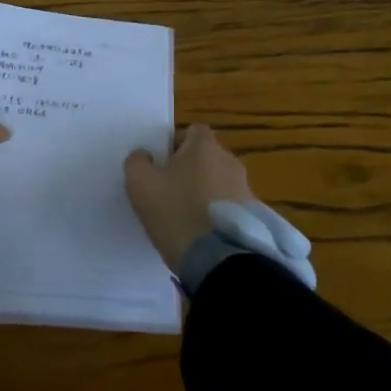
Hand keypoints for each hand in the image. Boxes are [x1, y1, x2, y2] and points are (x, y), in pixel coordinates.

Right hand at [124, 124, 253, 270]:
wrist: (219, 259)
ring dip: (205, 192)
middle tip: (169, 191)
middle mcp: (230, 161)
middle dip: (190, 169)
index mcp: (204, 146)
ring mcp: (245, 188)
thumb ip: (137, 162)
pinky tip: (202, 232)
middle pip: (207, 157)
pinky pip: (229, 206)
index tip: (161, 165)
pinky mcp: (253, 216)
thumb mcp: (140, 184)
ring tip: (186, 216)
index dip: (176, 144)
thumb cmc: (176, 212)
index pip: (193, 131)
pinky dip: (217, 213)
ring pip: (219, 182)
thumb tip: (145, 154)